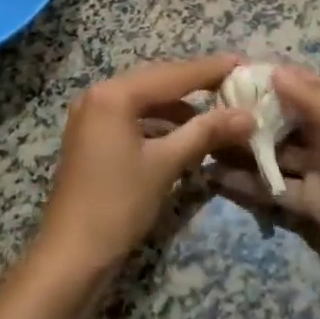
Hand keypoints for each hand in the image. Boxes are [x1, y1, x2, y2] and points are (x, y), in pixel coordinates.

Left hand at [35, 56, 255, 279]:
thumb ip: (206, 133)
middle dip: (198, 83)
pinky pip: (135, 117)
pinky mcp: (93, 136)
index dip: (212, 69)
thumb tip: (249, 115)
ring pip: (146, 99)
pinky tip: (187, 132)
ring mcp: (92, 116)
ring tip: (219, 110)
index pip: (173, 74)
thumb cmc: (117, 205)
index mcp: (113, 94)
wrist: (71, 255)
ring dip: (181, 105)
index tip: (246, 63)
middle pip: (158, 81)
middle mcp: (99, 95)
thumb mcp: (165, 164)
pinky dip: (162, 122)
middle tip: (237, 83)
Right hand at [207, 65, 319, 298]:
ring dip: (244, 148)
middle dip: (251, 114)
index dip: (271, 80)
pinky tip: (217, 176)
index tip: (232, 75)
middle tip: (208, 109)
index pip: (302, 87)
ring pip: (275, 154)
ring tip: (204, 140)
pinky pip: (275, 187)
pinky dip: (249, 183)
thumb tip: (274, 71)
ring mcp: (319, 171)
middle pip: (285, 120)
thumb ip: (312, 100)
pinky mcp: (312, 204)